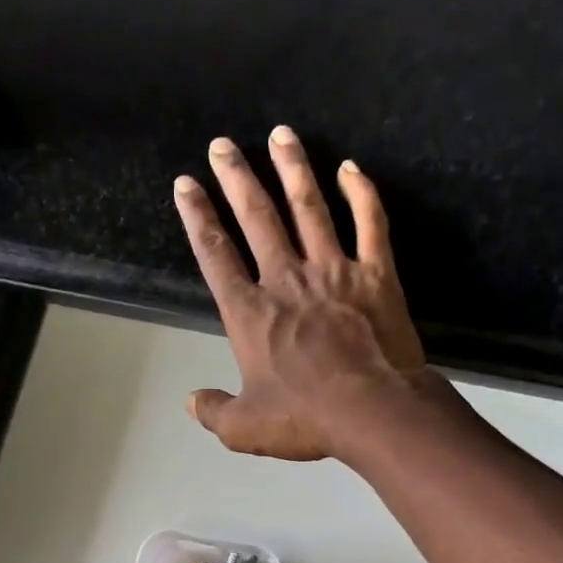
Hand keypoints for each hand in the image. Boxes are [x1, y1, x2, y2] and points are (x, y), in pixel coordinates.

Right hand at [173, 126, 433, 461]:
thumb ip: (214, 412)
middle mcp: (287, 280)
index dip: (198, 218)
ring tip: (280, 134)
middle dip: (237, 179)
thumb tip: (190, 401)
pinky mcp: (376, 273)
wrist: (374, 410)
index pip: (216, 255)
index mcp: (250, 314)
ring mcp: (333, 270)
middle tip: (223, 144)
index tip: (186, 185)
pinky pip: (369, 222)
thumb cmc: (305, 418)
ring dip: (293, 169)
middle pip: (258, 218)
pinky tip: (350, 167)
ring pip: (309, 207)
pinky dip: (361, 193)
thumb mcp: (245, 428)